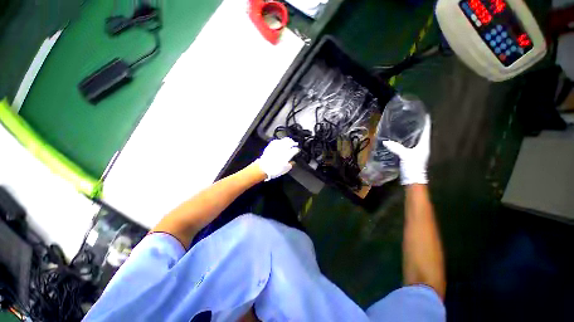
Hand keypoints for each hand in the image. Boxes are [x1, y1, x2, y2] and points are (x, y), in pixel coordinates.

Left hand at [255, 137, 299, 180]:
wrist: (263, 168)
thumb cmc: (274, 170)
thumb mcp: (285, 169)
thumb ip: (290, 164)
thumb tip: (293, 162)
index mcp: (287, 155)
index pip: (295, 150)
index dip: (297, 150)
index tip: (298, 150)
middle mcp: (282, 149)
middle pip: (290, 143)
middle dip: (294, 143)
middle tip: (295, 144)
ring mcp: (276, 146)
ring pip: (284, 140)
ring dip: (288, 140)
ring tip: (289, 141)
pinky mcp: (271, 146)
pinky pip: (277, 141)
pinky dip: (280, 140)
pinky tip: (281, 141)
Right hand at [383, 115, 430, 184]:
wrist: (413, 179)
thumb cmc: (413, 166)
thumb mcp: (404, 155)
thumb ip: (396, 147)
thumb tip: (384, 141)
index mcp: (424, 145)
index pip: (427, 130)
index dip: (427, 122)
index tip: (424, 113)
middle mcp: (423, 147)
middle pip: (423, 134)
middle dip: (419, 126)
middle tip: (413, 118)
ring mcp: (418, 152)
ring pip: (417, 139)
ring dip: (414, 133)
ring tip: (407, 126)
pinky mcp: (413, 155)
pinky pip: (411, 145)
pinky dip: (408, 140)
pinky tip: (402, 139)